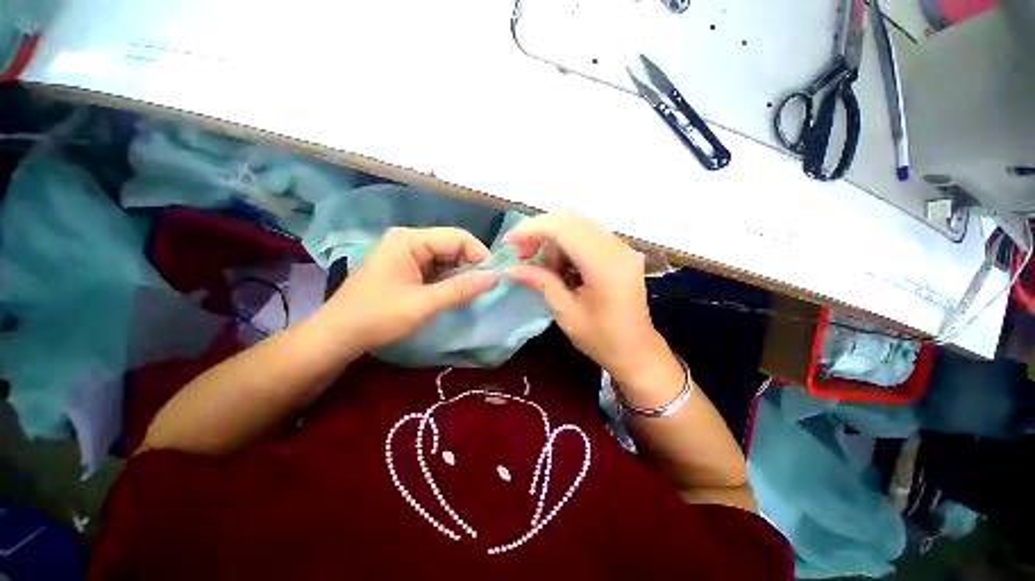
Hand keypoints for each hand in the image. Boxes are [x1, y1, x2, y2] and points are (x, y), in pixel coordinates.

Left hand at [322, 227, 497, 351]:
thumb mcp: (423, 304)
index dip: (478, 254)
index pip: (456, 237)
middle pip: (452, 246)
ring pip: (447, 259)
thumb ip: (460, 289)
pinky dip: (450, 281)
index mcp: (409, 240)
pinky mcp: (408, 269)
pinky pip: (438, 269)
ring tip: (474, 292)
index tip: (493, 277)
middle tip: (486, 287)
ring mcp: (408, 255)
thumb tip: (495, 277)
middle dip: (471, 265)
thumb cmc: (377, 317)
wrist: (339, 336)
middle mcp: (410, 241)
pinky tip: (457, 293)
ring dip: (462, 275)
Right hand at [505, 211, 672, 384]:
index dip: (532, 229)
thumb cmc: (601, 339)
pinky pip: (587, 235)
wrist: (636, 350)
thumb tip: (511, 268)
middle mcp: (617, 248)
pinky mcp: (619, 252)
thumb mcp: (566, 313)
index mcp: (605, 265)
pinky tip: (557, 264)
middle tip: (521, 253)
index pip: (564, 228)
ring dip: (552, 238)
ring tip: (538, 263)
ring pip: (578, 224)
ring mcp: (621, 247)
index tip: (509, 243)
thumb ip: (540, 282)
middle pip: (571, 219)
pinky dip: (565, 244)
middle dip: (539, 231)